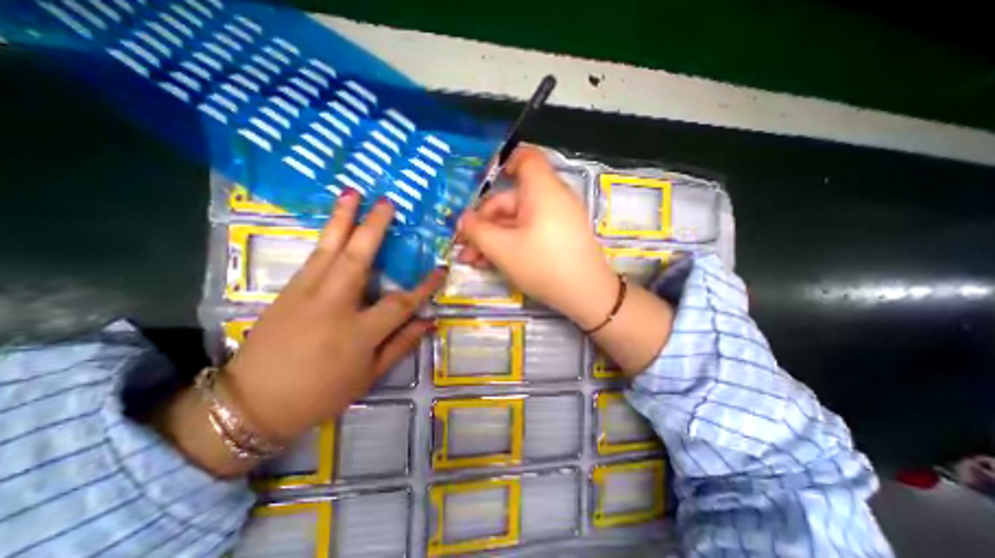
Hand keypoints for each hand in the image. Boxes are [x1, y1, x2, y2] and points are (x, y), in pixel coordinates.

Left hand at [227, 195, 444, 442]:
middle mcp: (333, 305)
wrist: (253, 403)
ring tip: (352, 193)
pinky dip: (326, 236)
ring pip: (329, 249)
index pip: (401, 302)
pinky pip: (313, 257)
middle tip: (386, 202)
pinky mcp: (287, 290)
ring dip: (342, 219)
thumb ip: (402, 344)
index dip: (424, 286)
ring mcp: (306, 294)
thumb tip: (429, 321)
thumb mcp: (369, 375)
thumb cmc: (321, 392)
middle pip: (358, 258)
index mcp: (358, 332)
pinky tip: (335, 223)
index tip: (441, 269)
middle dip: (374, 227)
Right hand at [458, 143, 675, 374]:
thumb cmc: (543, 265)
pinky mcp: (559, 237)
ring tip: (473, 261)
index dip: (503, 164)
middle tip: (464, 246)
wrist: (587, 295)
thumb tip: (462, 219)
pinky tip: (492, 262)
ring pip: (517, 220)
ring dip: (493, 237)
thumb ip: (477, 230)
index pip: (525, 158)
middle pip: (511, 199)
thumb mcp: (502, 248)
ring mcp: (557, 219)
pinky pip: (530, 231)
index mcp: (542, 190)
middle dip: (484, 222)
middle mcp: (551, 198)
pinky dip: (511, 242)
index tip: (480, 185)